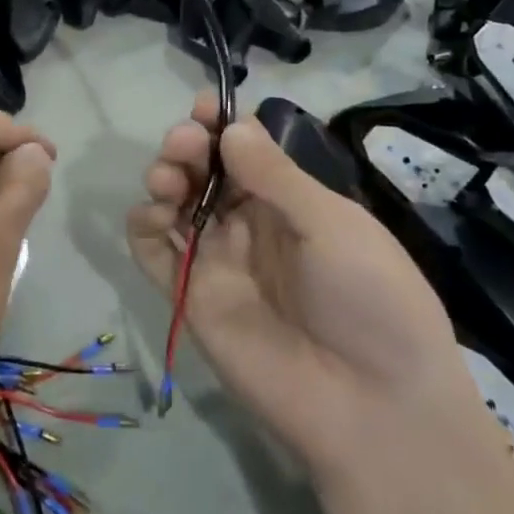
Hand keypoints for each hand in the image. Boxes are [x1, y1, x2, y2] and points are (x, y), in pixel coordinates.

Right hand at [127, 95, 464, 478]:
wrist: (371, 405)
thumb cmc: (369, 299)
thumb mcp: (332, 225)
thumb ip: (275, 175)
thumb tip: (232, 127)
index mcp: (289, 202)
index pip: (244, 150)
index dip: (221, 125)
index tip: (204, 107)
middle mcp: (248, 225)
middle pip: (202, 171)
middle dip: (187, 145)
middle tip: (186, 143)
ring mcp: (217, 260)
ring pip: (173, 204)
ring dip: (163, 177)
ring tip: (169, 179)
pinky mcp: (190, 296)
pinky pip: (154, 253)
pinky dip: (142, 226)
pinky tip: (153, 214)